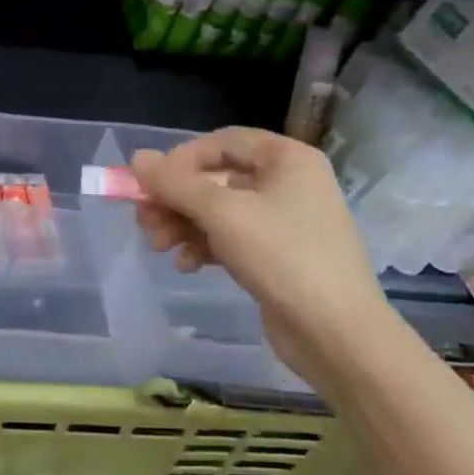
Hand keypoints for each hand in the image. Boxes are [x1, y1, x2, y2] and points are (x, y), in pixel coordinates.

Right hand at [131, 128, 390, 362]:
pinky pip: (230, 238)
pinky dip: (204, 246)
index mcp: (287, 159)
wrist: (336, 333)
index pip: (222, 141)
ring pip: (218, 211)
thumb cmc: (282, 256)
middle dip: (175, 199)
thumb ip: (174, 183)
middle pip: (216, 178)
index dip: (181, 159)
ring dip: (183, 225)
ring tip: (158, 246)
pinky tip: (186, 265)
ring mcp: (284, 221)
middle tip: (144, 219)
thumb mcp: (221, 213)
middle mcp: (288, 183)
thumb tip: (137, 157)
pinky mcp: (277, 255)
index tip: (151, 184)